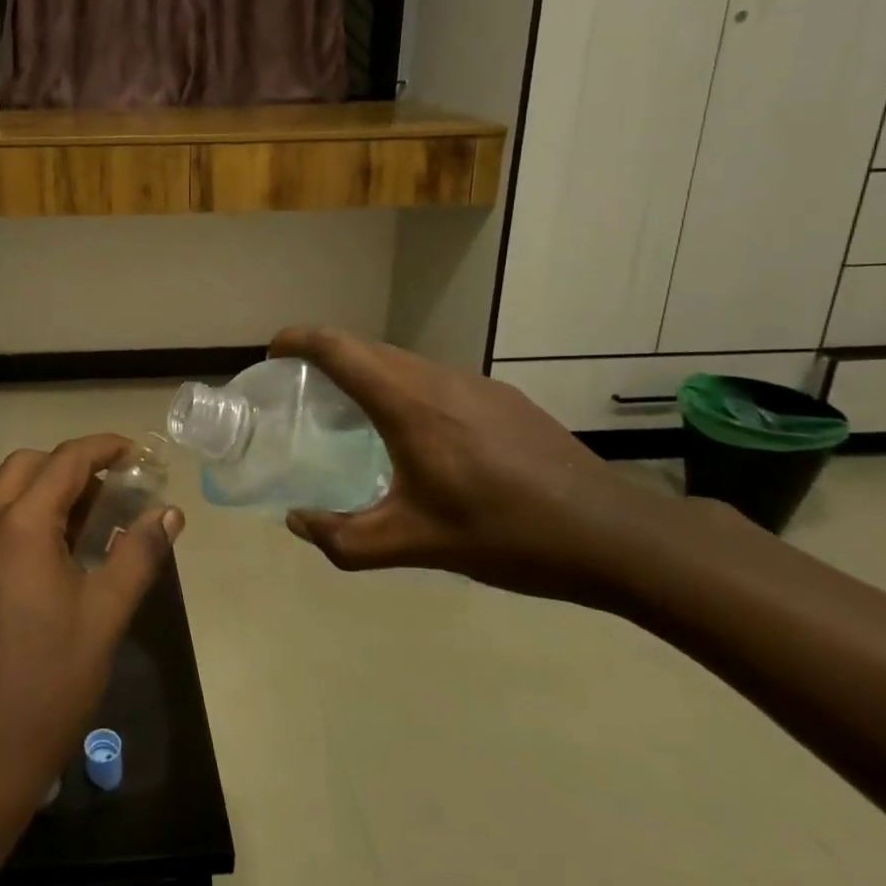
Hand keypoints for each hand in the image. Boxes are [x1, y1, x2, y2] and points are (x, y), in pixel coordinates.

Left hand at [0, 435, 183, 809]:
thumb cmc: (49, 683)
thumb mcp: (105, 616)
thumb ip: (138, 554)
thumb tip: (169, 513)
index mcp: (20, 527)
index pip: (64, 461)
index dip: (103, 448)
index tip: (137, 454)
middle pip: (29, 465)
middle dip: (73, 464)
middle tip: (116, 486)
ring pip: (9, 491)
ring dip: (50, 488)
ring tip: (95, 516)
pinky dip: (30, 513)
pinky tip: (62, 549)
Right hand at [271, 327, 664, 604]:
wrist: (615, 534)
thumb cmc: (506, 534)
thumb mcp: (416, 545)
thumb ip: (345, 539)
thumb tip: (296, 523)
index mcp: (408, 404)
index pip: (337, 347)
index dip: (297, 340)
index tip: (271, 356)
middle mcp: (437, 378)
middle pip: (365, 348)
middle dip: (324, 358)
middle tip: (300, 393)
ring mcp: (475, 383)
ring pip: (402, 362)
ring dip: (366, 374)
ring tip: (352, 415)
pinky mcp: (502, 398)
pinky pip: (434, 379)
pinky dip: (403, 389)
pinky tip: (418, 437)